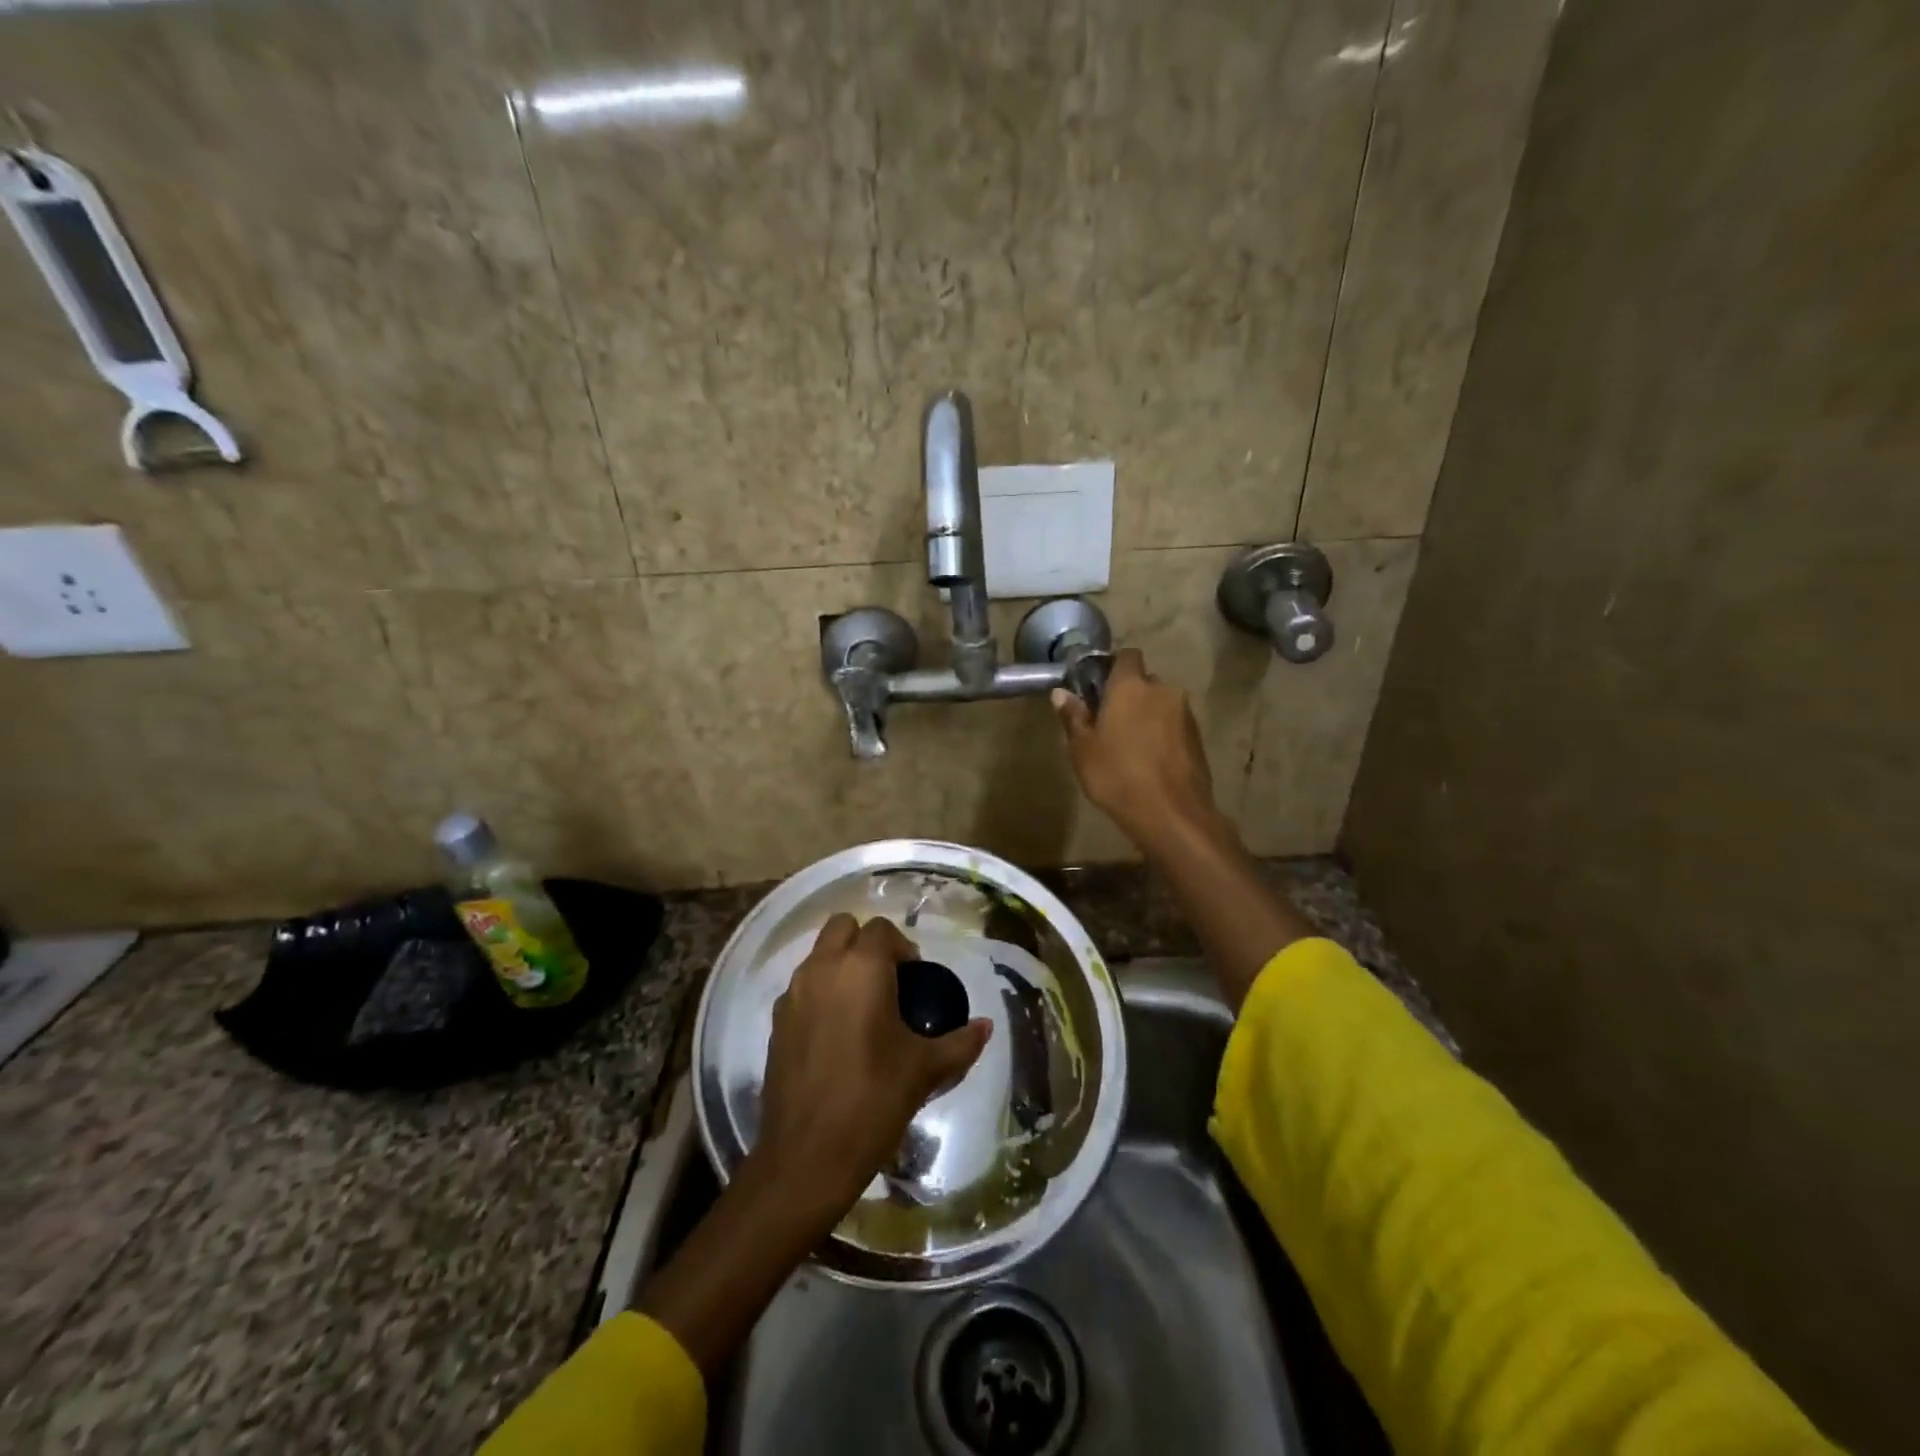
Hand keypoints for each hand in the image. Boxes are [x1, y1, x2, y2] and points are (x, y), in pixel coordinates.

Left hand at [752, 914, 991, 1220]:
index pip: (882, 929)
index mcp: (862, 968)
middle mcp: (822, 968)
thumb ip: (960, 1042)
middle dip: (866, 942)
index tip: (915, 978)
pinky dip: (820, 993)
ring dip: (840, 965)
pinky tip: (836, 1034)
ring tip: (863, 1007)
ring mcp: (793, 994)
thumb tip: (986, 1026)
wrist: (807, 1156)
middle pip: (842, 926)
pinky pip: (801, 987)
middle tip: (888, 980)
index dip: (902, 947)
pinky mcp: (775, 1022)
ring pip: (818, 955)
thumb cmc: (874, 1100)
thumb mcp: (925, 1069)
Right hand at [1052, 648, 1221, 850]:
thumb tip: (1061, 693)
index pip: (1126, 656)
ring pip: (1161, 704)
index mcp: (1131, 686)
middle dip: (1129, 695)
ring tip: (1130, 746)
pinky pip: (1174, 726)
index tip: (1097, 688)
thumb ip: (1073, 716)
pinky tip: (1149, 760)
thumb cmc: (1117, 776)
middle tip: (1109, 722)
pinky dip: (1162, 735)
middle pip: (1144, 681)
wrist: (1172, 813)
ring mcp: (1185, 714)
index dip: (1112, 667)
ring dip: (1147, 716)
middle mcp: (1163, 690)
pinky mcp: (1198, 738)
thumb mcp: (1082, 749)